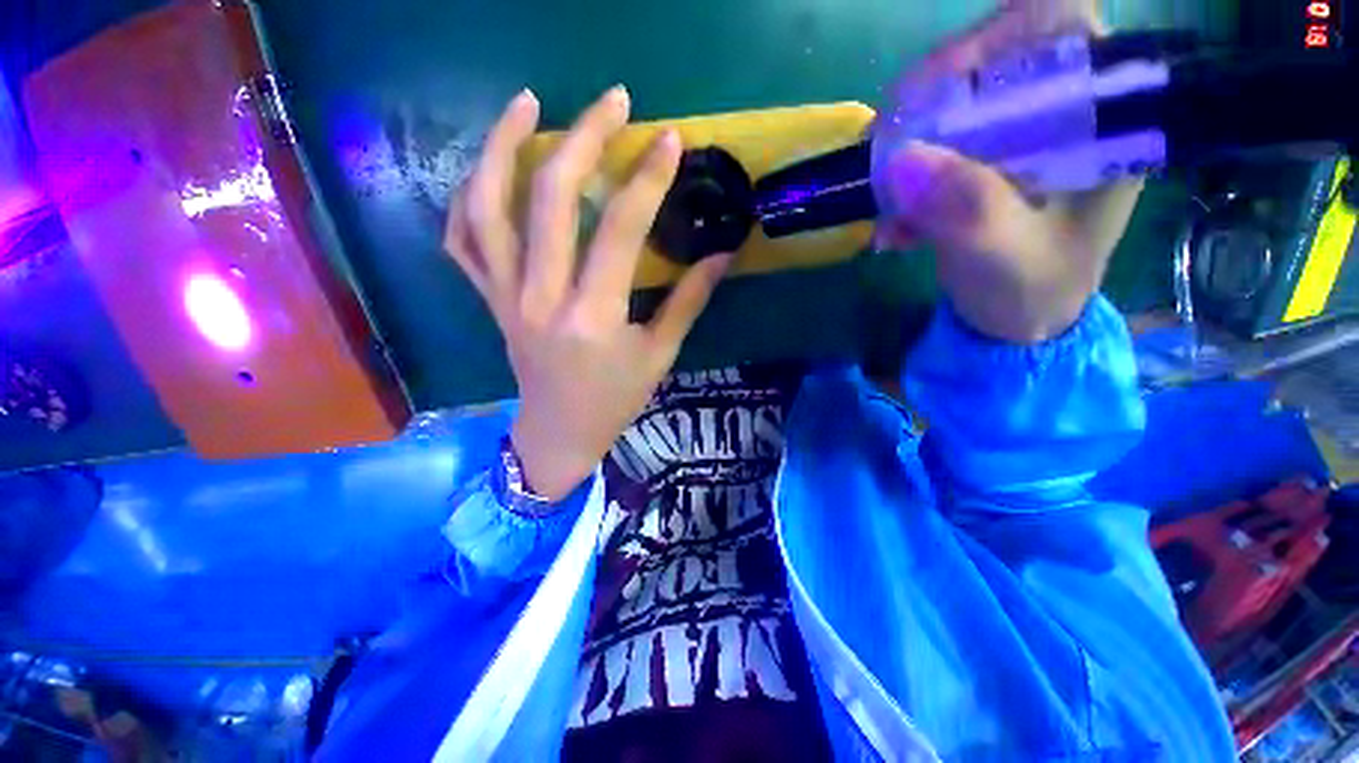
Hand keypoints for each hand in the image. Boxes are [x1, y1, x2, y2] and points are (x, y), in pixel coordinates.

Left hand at [444, 87, 731, 500]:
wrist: (559, 432)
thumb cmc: (614, 399)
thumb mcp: (659, 354)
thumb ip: (688, 300)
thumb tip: (721, 254)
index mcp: (593, 316)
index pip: (620, 229)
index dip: (648, 179)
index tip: (670, 140)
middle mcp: (541, 296)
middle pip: (550, 197)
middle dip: (584, 139)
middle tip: (613, 102)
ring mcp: (505, 294)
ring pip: (486, 205)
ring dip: (503, 146)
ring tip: (527, 103)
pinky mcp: (488, 299)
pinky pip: (461, 238)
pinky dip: (467, 196)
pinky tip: (489, 169)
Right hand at [875, 0, 1141, 343]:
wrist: (1018, 321)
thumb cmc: (1034, 292)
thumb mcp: (1008, 259)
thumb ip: (968, 210)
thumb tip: (901, 161)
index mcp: (1099, 120)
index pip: (1058, 24)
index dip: (994, 36)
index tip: (932, 90)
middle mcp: (1058, 113)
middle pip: (990, 59)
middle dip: (928, 104)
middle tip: (883, 150)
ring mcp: (1012, 137)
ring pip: (949, 106)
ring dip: (904, 153)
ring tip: (883, 208)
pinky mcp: (977, 162)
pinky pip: (929, 151)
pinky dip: (901, 185)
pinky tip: (892, 229)